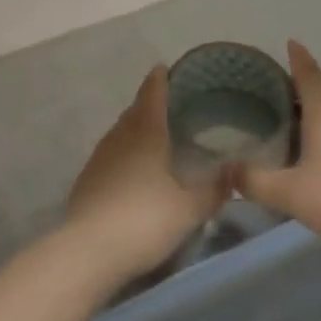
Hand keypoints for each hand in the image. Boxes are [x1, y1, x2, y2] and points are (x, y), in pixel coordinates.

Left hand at [66, 66, 228, 282]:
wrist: (87, 253)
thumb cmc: (144, 221)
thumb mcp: (189, 209)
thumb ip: (214, 190)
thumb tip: (236, 171)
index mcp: (146, 132)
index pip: (152, 94)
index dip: (159, 80)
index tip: (163, 67)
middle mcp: (120, 137)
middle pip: (134, 112)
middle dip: (147, 105)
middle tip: (165, 105)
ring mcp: (98, 159)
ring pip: (119, 134)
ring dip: (133, 130)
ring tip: (149, 137)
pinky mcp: (85, 183)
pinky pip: (108, 157)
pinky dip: (121, 155)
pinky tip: (129, 172)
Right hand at [236, 41, 320, 251]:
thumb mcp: (289, 192)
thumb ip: (255, 181)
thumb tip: (226, 170)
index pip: (307, 72)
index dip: (297, 56)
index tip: (289, 42)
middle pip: (319, 88)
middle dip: (298, 83)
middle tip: (272, 86)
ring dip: (311, 106)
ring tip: (287, 115)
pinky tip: (312, 145)